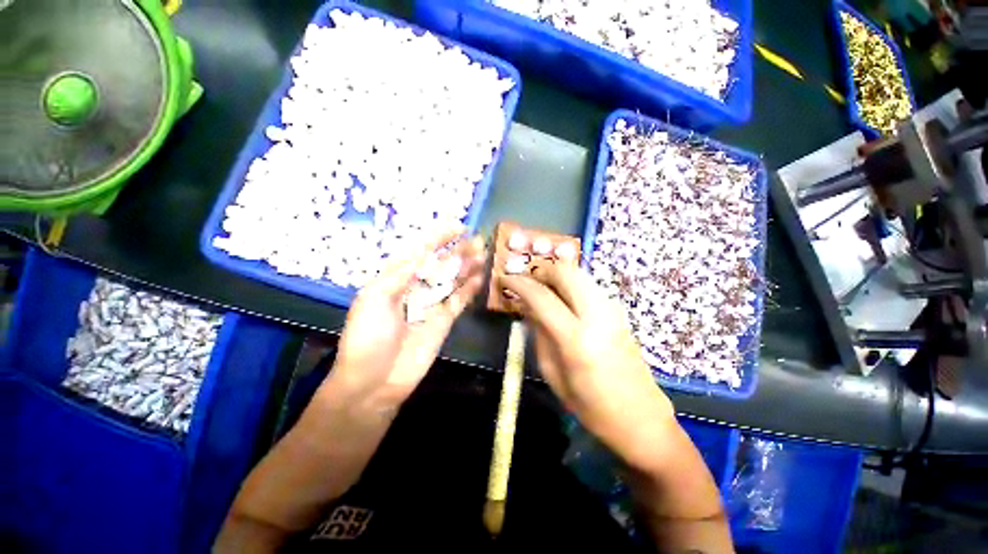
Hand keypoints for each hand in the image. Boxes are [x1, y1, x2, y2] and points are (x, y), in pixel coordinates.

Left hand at [327, 228, 486, 412]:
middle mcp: (415, 289)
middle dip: (457, 251)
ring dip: (467, 267)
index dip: (437, 238)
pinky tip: (479, 278)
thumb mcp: (374, 298)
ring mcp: (431, 305)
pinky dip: (469, 289)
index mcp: (395, 280)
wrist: (374, 382)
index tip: (456, 226)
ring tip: (482, 254)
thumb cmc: (367, 337)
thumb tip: (424, 255)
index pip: (420, 253)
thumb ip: (400, 275)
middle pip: (440, 265)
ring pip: (452, 280)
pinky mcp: (444, 321)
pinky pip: (459, 301)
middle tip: (477, 240)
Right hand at [498, 262, 675, 468]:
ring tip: (539, 288)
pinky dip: (569, 283)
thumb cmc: (592, 407)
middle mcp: (597, 315)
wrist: (641, 417)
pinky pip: (588, 284)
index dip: (519, 283)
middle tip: (524, 281)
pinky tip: (560, 298)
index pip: (542, 297)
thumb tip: (527, 307)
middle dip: (540, 270)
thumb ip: (539, 335)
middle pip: (565, 272)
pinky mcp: (618, 311)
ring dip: (555, 275)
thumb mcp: (553, 375)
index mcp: (577, 339)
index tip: (504, 279)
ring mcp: (612, 310)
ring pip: (578, 273)